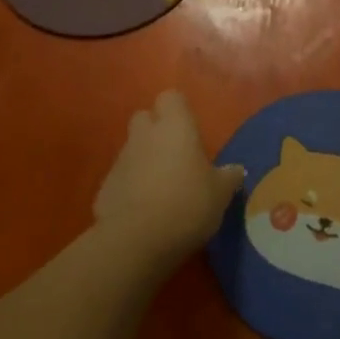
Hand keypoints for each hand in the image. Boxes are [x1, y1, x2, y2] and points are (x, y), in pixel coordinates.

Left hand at [93, 91, 242, 270]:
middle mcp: (144, 136)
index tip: (191, 131)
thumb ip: (228, 177)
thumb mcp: (221, 194)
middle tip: (175, 155)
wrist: (136, 240)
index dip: (179, 110)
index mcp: (175, 127)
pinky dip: (130, 188)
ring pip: (132, 149)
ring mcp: (120, 160)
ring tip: (162, 188)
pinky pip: (120, 178)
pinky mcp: (104, 188)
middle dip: (156, 131)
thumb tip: (235, 170)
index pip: (171, 97)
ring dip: (144, 160)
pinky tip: (143, 211)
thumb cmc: (187, 204)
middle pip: (144, 118)